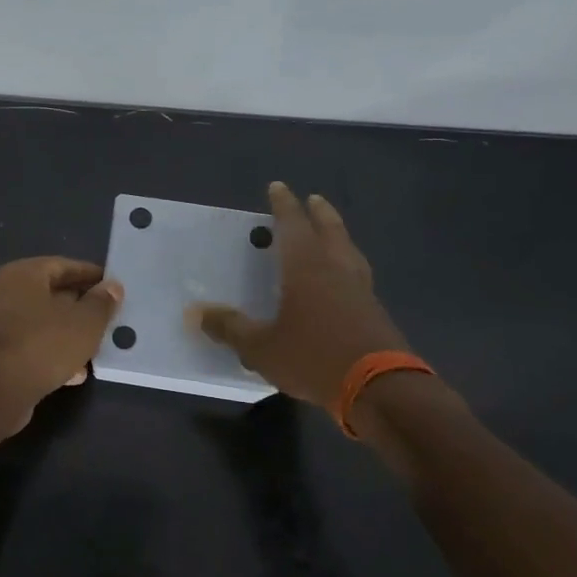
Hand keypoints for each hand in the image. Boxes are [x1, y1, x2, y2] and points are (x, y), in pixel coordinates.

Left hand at [0, 257, 122, 425]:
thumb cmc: (44, 344)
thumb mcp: (85, 322)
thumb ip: (102, 303)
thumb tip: (112, 287)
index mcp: (23, 274)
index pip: (63, 265)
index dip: (91, 275)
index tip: (113, 287)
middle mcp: (4, 292)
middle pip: (51, 294)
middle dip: (80, 307)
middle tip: (107, 317)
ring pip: (42, 323)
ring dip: (68, 334)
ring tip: (96, 348)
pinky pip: (31, 345)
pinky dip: (52, 353)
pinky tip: (75, 372)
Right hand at [189, 182, 409, 408]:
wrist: (380, 389)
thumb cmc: (314, 357)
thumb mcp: (261, 347)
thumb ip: (230, 328)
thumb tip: (196, 314)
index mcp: (307, 268)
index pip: (294, 225)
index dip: (284, 206)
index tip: (278, 187)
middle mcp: (337, 270)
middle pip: (330, 231)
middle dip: (320, 213)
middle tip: (314, 200)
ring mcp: (361, 291)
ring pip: (349, 252)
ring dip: (338, 236)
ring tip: (331, 234)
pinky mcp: (375, 313)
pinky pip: (358, 277)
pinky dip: (347, 267)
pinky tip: (342, 281)